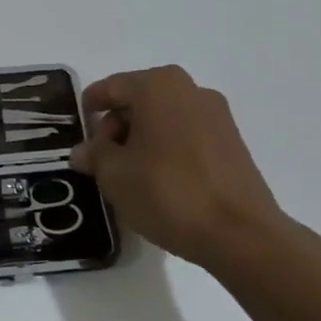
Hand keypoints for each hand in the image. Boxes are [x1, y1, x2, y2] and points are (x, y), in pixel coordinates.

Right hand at [70, 65, 296, 271]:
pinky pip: (187, 135)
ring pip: (164, 118)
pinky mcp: (233, 143)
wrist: (241, 235)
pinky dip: (167, 149)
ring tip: (129, 175)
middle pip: (139, 100)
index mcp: (158, 86)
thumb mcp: (114, 175)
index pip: (111, 87)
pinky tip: (159, 181)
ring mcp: (217, 116)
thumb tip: (84, 151)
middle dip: (116, 127)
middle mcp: (190, 90)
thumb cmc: (168, 192)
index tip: (79, 133)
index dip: (90, 109)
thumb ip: (94, 155)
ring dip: (142, 139)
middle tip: (103, 160)